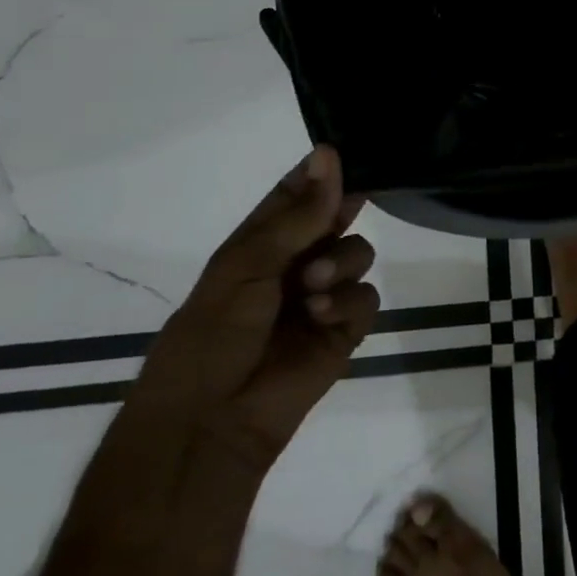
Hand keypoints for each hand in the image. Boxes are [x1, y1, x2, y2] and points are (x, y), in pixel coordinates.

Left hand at [132, 145, 380, 468]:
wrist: (210, 422)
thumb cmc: (212, 333)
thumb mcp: (247, 263)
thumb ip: (299, 214)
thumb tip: (329, 153)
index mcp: (260, 242)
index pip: (296, 193)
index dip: (318, 172)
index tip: (339, 154)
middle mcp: (295, 263)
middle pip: (336, 217)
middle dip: (340, 214)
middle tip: (338, 218)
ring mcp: (322, 297)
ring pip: (358, 253)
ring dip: (341, 263)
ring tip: (313, 288)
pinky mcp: (343, 332)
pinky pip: (366, 298)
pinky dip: (347, 303)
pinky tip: (322, 317)